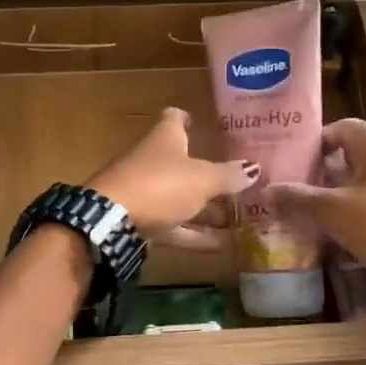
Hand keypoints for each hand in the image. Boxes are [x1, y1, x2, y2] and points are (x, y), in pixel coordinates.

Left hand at [87, 107, 256, 243]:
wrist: (111, 222)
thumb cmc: (160, 185)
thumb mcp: (202, 179)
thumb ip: (227, 175)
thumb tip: (254, 168)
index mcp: (164, 138)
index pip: (175, 118)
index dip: (187, 118)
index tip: (201, 122)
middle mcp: (152, 159)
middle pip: (182, 162)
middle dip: (208, 173)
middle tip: (238, 183)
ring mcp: (144, 190)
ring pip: (179, 196)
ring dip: (205, 209)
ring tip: (236, 221)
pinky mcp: (139, 219)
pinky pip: (172, 225)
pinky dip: (193, 234)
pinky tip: (220, 246)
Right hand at [271, 119, 365, 317]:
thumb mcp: (334, 212)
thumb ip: (298, 197)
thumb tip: (266, 189)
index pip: (336, 128)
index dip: (309, 143)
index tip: (284, 162)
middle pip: (346, 155)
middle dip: (316, 173)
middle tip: (285, 189)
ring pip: (359, 181)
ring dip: (332, 195)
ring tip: (301, 213)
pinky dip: (352, 211)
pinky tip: (333, 232)